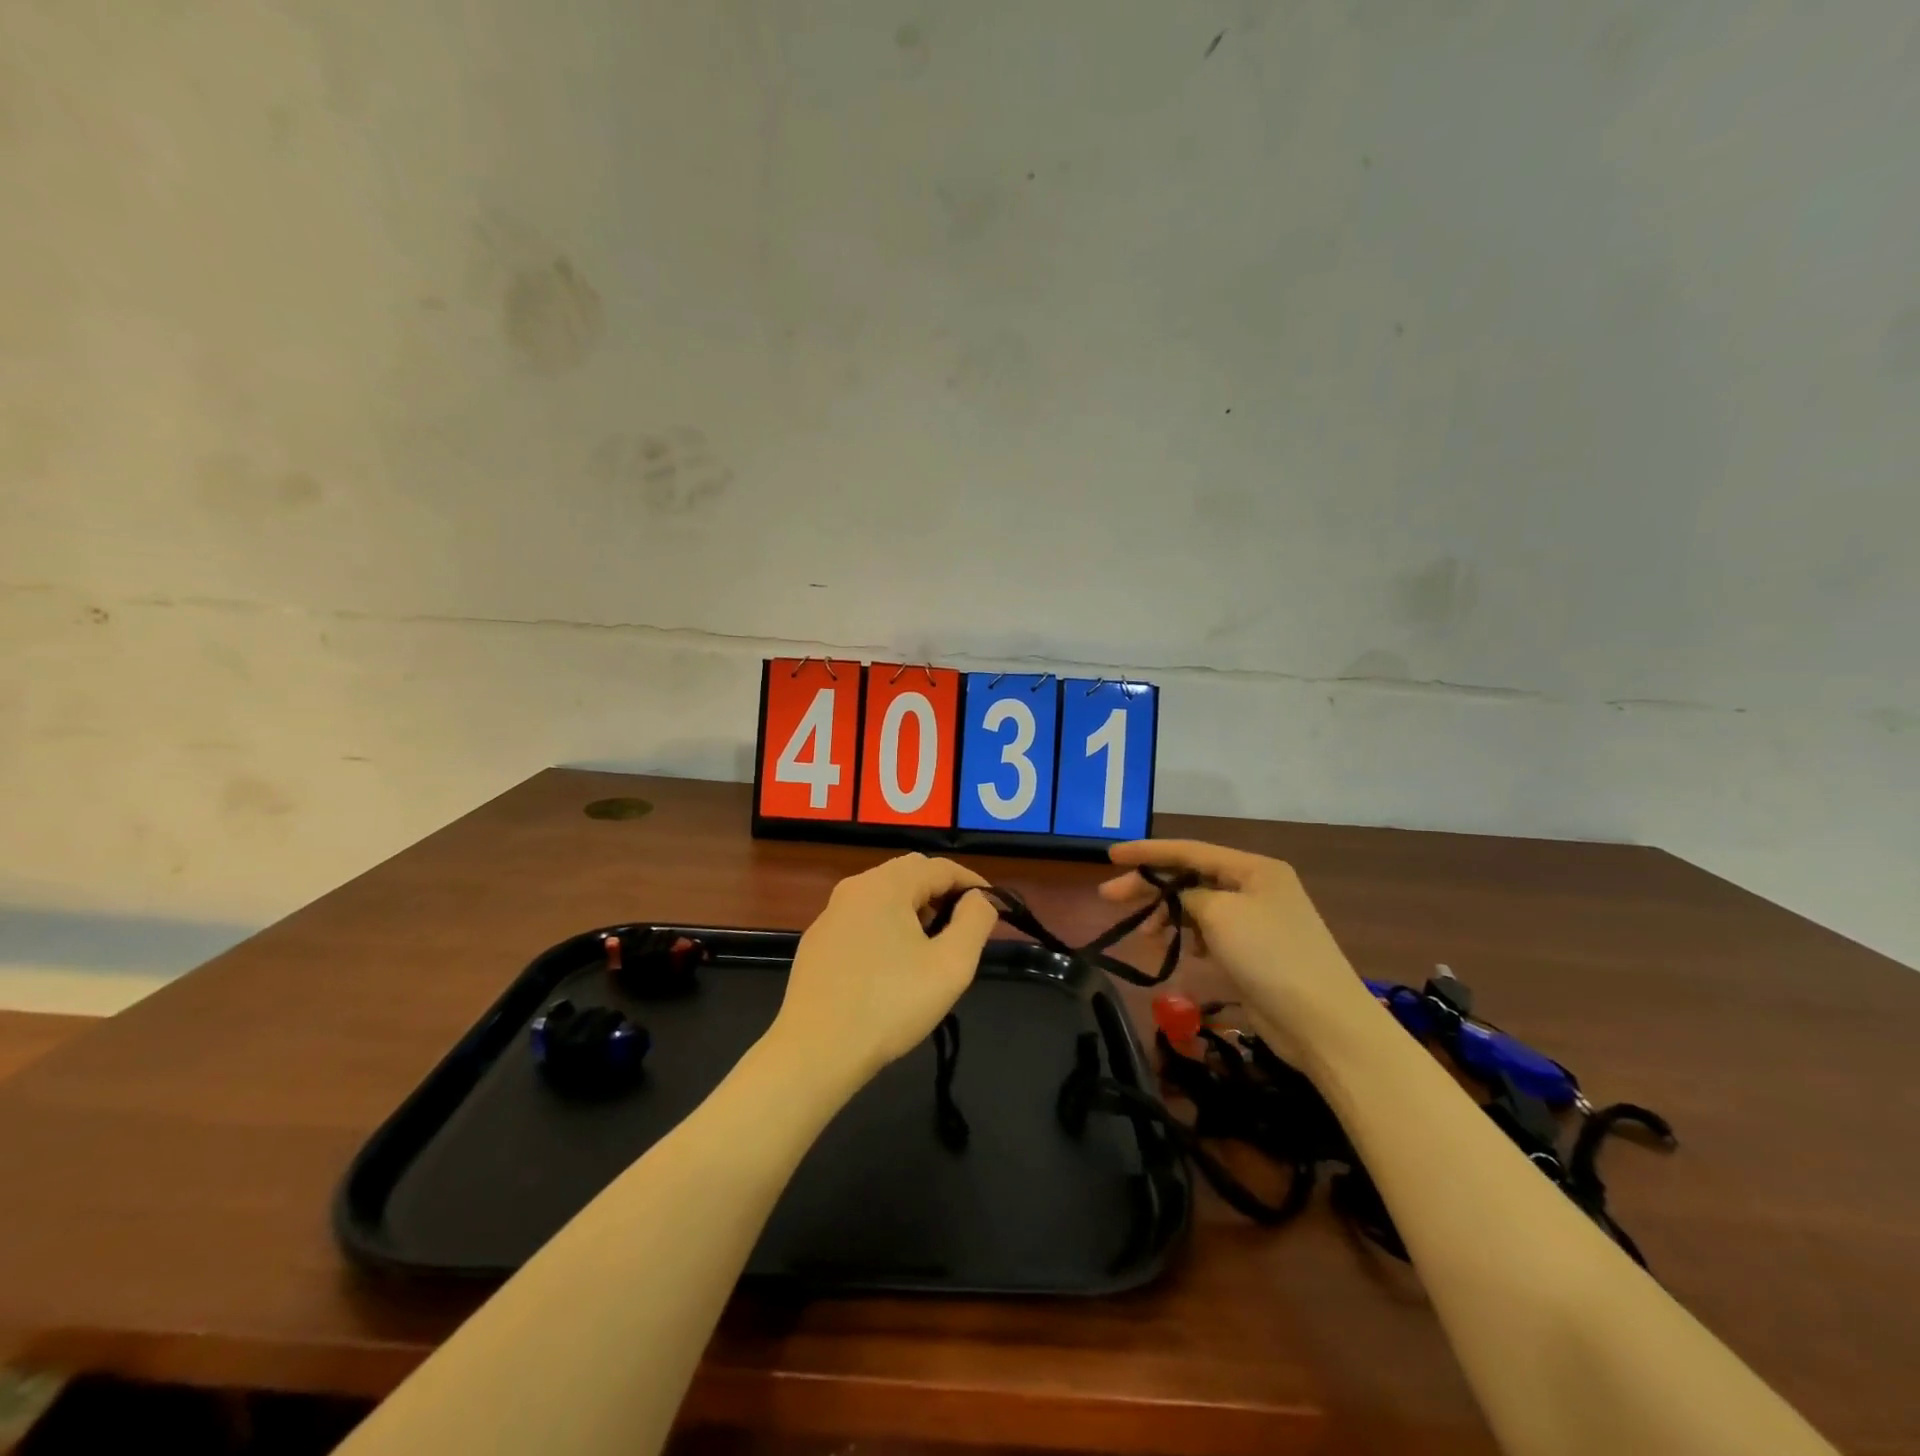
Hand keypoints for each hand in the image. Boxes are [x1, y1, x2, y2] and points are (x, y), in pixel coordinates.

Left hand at [772, 854, 999, 1089]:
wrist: (815, 1052)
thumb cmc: (890, 1005)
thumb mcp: (951, 965)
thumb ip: (975, 922)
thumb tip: (979, 899)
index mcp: (886, 885)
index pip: (940, 867)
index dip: (972, 882)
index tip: (993, 907)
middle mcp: (854, 888)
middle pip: (909, 874)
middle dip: (942, 892)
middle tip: (964, 926)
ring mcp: (830, 915)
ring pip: (884, 896)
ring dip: (914, 910)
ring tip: (932, 946)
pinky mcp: (817, 942)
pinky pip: (862, 919)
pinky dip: (887, 927)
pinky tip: (893, 965)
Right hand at [1099, 839, 1375, 1065]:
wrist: (1322, 1021)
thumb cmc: (1269, 955)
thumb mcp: (1220, 913)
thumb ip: (1188, 894)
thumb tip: (1178, 896)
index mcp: (1253, 868)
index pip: (1188, 850)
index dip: (1147, 851)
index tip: (1109, 856)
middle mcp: (1255, 886)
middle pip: (1190, 877)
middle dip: (1150, 885)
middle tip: (1109, 897)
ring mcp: (1257, 920)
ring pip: (1198, 905)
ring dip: (1169, 914)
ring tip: (1145, 934)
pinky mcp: (1255, 951)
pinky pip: (1211, 931)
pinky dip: (1191, 935)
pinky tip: (1181, 950)